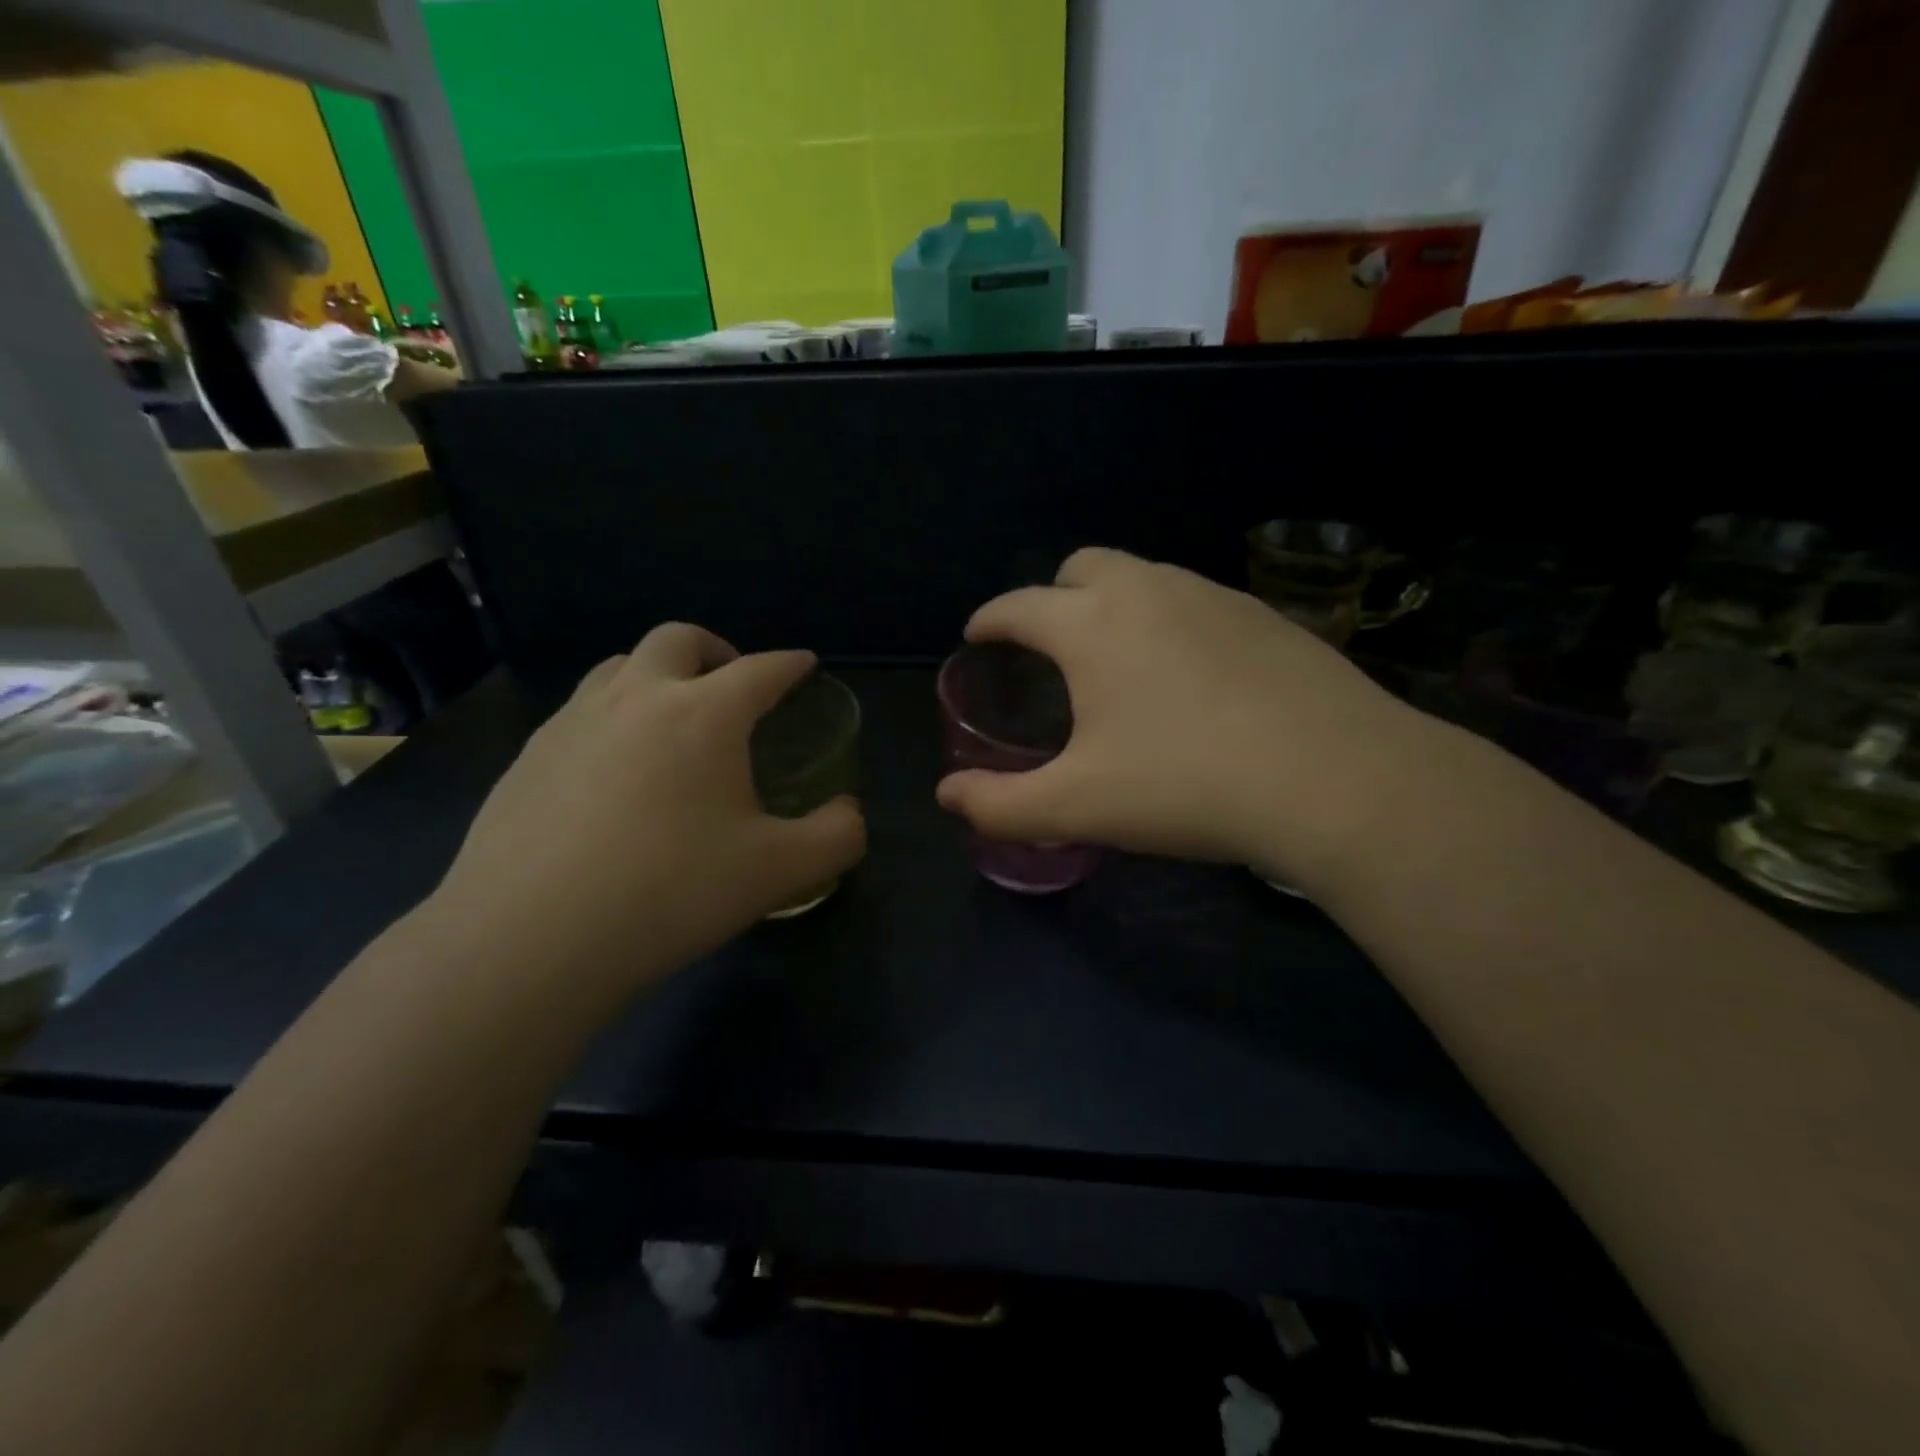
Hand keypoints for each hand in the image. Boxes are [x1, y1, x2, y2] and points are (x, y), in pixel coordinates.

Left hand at [430, 624, 864, 1006]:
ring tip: (672, 720)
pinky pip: (580, 713)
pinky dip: (612, 718)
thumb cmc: (670, 892)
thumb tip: (848, 813)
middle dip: (717, 650)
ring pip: (619, 667)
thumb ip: (835, 837)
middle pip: (679, 639)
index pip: (761, 669)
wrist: (529, 940)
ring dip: (657, 675)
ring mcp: (572, 723)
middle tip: (734, 686)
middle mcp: (636, 698)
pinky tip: (614, 772)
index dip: (790, 664)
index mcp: (704, 714)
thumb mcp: (779, 872)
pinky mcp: (527, 757)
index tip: (805, 665)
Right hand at [935, 548, 1433, 892]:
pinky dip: (1170, 619)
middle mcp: (1147, 590)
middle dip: (1053, 595)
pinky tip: (1190, 671)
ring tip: (1118, 656)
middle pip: (1082, 565)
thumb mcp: (1078, 807)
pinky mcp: (1264, 615)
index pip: (1018, 605)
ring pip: (1144, 576)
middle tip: (1052, 645)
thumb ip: (1000, 804)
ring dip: (1114, 602)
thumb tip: (946, 797)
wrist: (1334, 779)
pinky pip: (1195, 599)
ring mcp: (1212, 595)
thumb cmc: (1186, 786)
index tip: (978, 634)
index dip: (989, 619)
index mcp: (1091, 626)